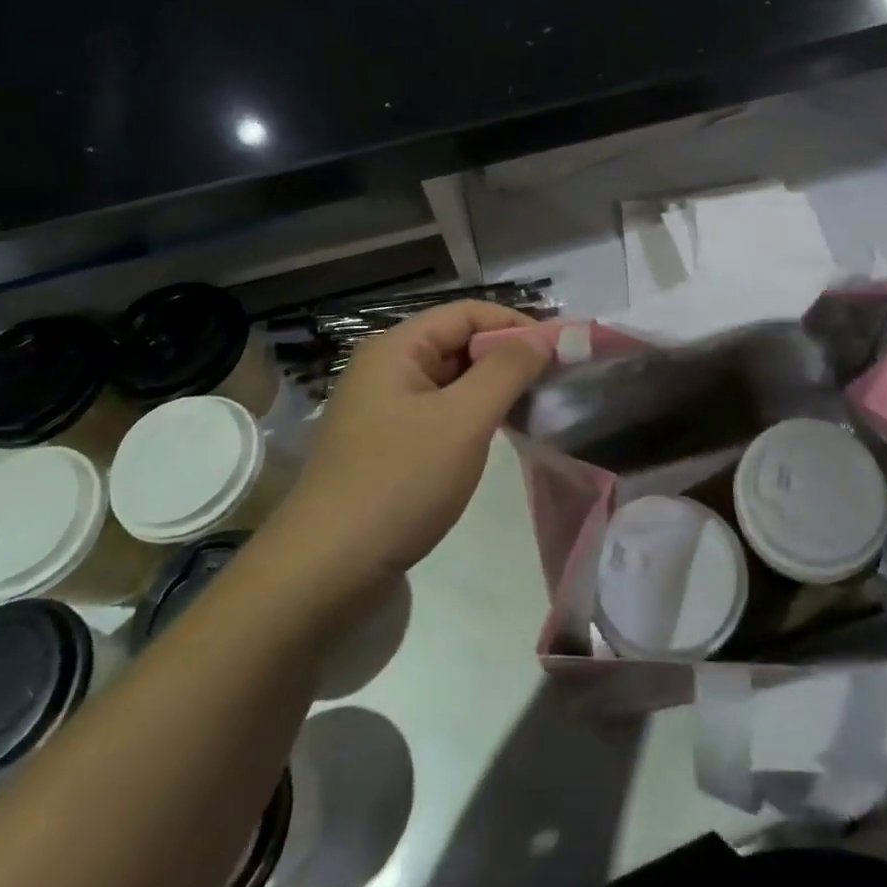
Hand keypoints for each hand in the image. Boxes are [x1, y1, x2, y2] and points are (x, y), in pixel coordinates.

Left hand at [287, 302, 550, 578]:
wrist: (326, 572)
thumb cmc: (399, 483)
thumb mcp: (464, 421)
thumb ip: (508, 370)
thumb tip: (544, 336)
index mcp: (397, 349)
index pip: (468, 314)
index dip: (517, 325)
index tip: (561, 352)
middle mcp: (387, 369)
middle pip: (459, 343)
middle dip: (508, 358)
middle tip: (554, 383)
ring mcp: (384, 409)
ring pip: (453, 382)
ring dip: (494, 390)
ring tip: (535, 409)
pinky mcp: (388, 445)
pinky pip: (441, 413)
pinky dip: (474, 417)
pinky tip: (499, 437)